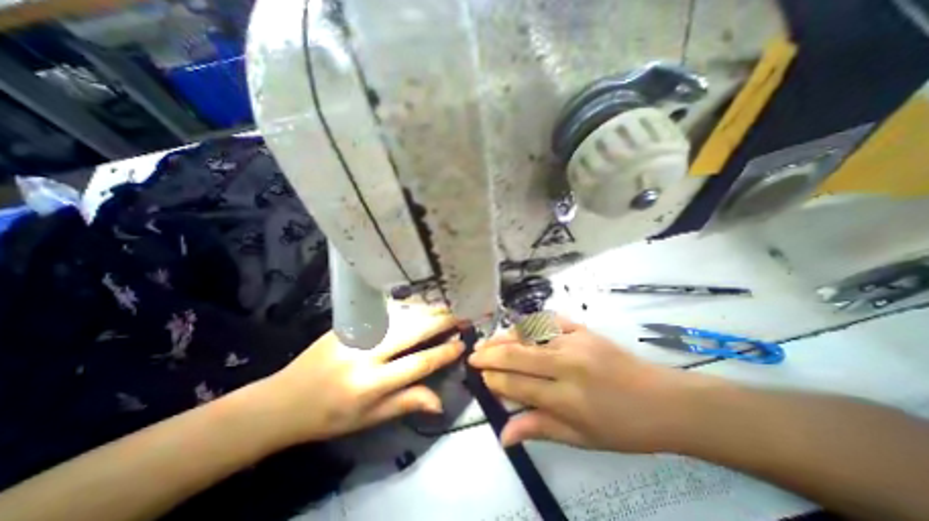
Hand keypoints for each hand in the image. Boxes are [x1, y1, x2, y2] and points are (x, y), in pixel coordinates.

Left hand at [253, 310, 463, 446]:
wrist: (285, 400)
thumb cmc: (330, 416)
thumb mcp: (369, 419)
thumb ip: (406, 403)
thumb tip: (440, 402)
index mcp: (371, 384)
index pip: (418, 363)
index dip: (443, 353)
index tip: (461, 344)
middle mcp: (365, 355)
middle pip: (412, 331)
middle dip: (440, 322)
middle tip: (460, 316)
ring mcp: (355, 334)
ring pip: (400, 316)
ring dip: (426, 310)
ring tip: (445, 307)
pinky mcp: (347, 323)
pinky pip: (384, 311)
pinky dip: (406, 307)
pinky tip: (419, 304)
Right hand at [468, 313, 712, 450]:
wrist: (664, 401)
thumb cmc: (622, 427)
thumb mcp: (581, 438)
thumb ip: (539, 429)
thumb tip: (503, 434)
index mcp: (566, 398)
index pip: (517, 384)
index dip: (494, 380)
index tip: (480, 377)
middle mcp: (566, 364)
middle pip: (516, 355)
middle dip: (489, 354)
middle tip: (472, 353)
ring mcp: (575, 341)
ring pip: (528, 334)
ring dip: (504, 337)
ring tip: (488, 341)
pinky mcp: (583, 329)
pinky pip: (550, 320)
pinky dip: (531, 322)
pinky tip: (520, 327)